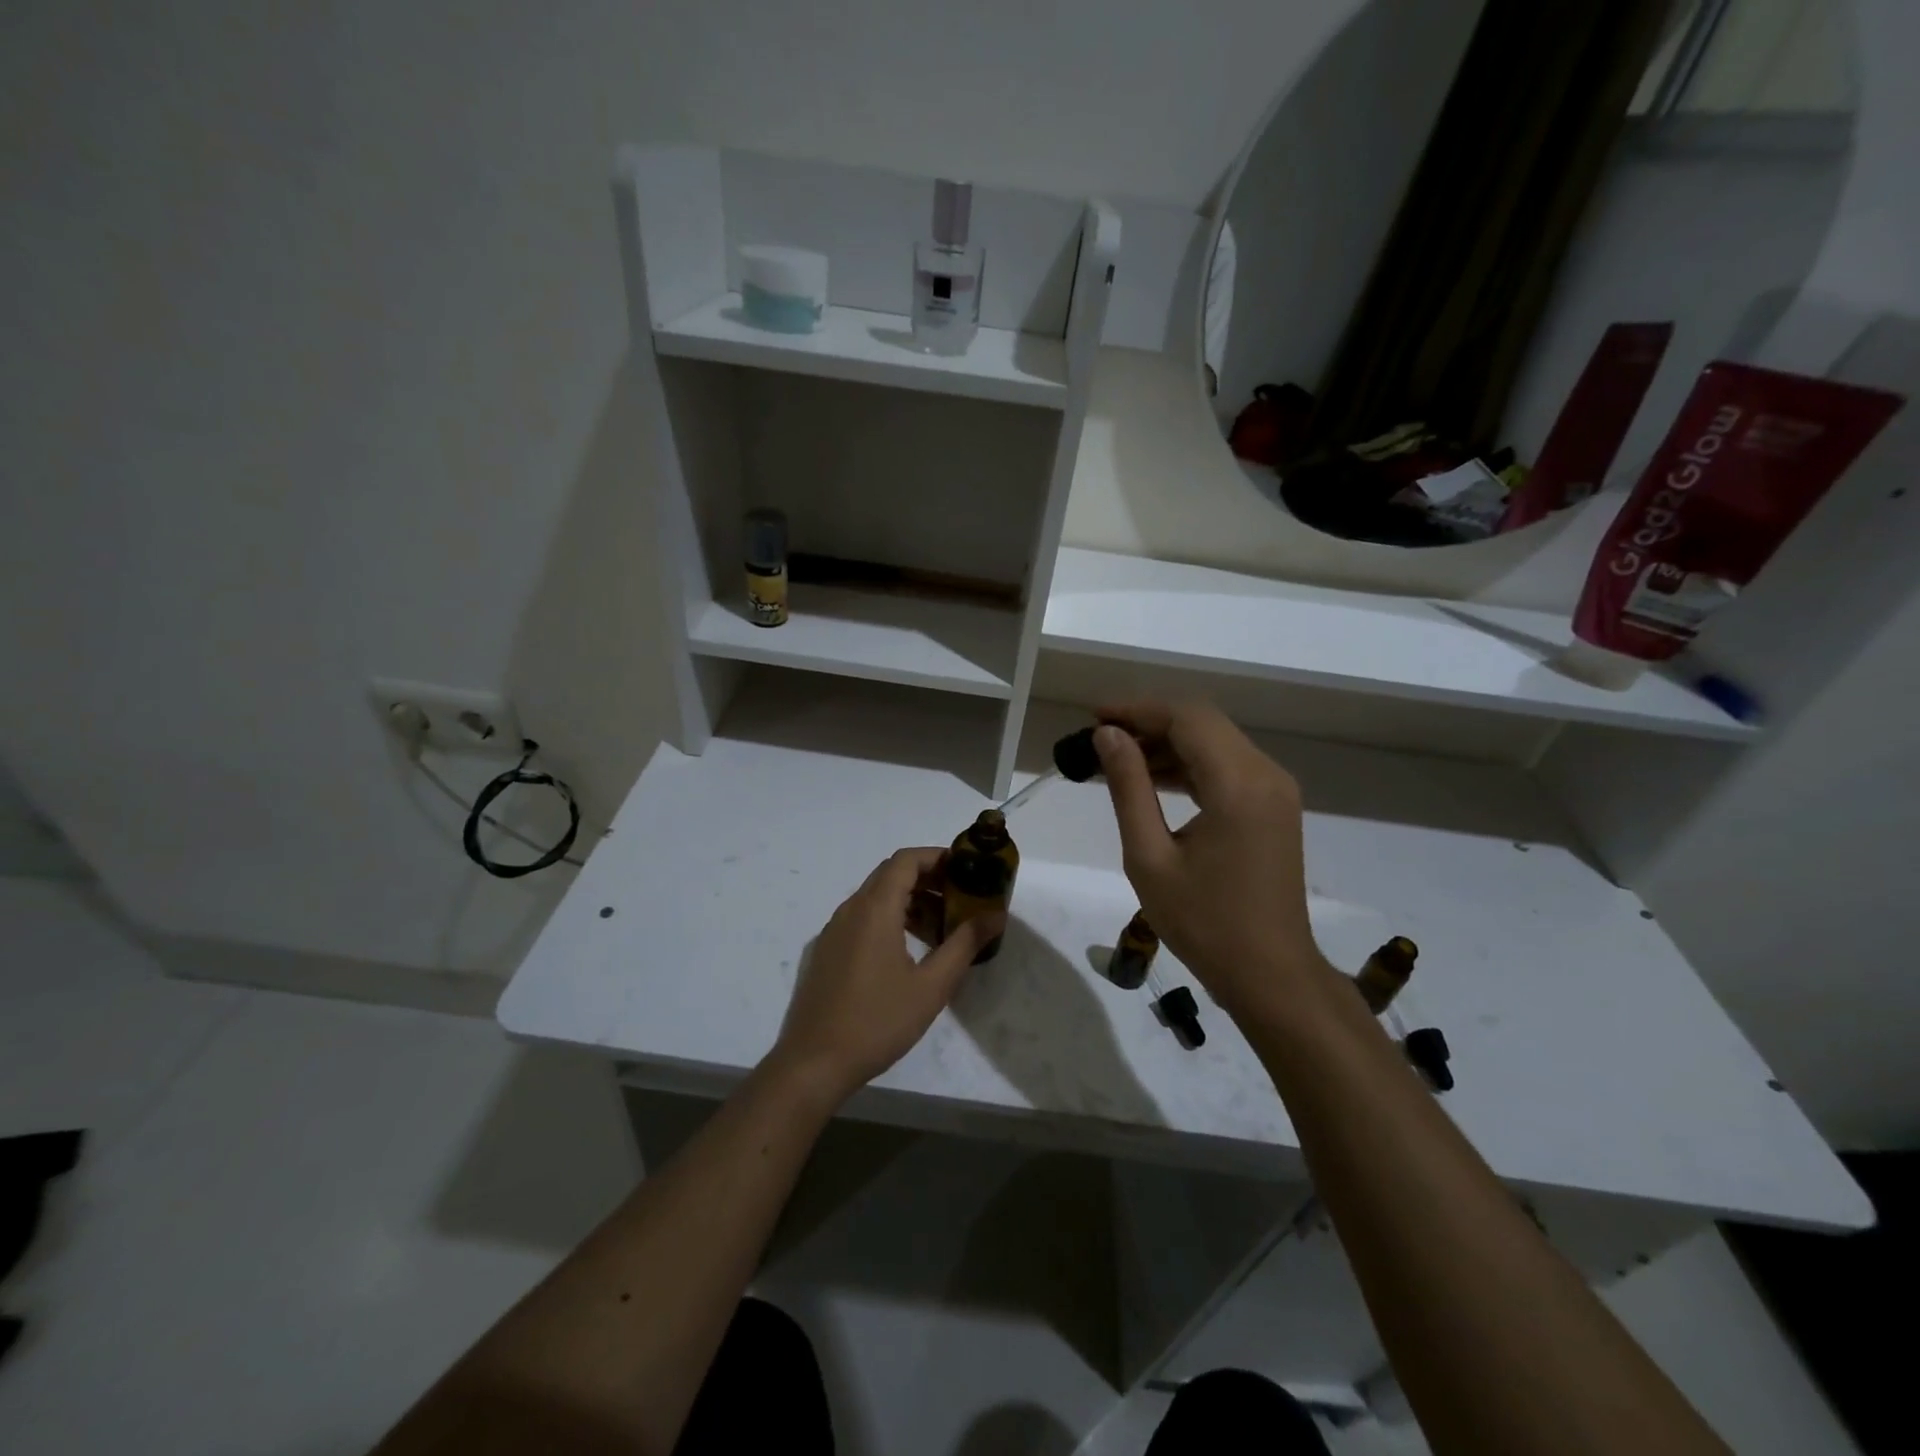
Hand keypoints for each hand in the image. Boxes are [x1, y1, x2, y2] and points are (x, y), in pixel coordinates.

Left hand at [771, 847, 1003, 1104]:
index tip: (966, 869)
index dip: (937, 857)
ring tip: (941, 927)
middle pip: (891, 874)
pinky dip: (889, 918)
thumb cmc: (877, 1022)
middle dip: (928, 878)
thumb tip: (996, 916)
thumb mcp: (931, 986)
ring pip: (875, 898)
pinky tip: (907, 952)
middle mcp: (850, 910)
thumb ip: (964, 944)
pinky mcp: (826, 952)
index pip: (906, 860)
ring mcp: (833, 931)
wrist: (813, 1063)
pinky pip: (861, 919)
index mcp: (874, 909)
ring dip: (909, 901)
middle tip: (960, 897)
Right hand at [1093, 701, 1326, 1015]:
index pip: (1186, 718)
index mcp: (1238, 784)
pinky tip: (1153, 779)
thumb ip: (1129, 788)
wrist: (1270, 973)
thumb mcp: (1149, 856)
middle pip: (1202, 722)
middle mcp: (1266, 774)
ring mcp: (1276, 789)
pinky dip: (1189, 765)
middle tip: (1100, 737)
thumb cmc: (1203, 922)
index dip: (1137, 709)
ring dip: (1167, 743)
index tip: (1094, 717)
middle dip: (1149, 722)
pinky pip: (1228, 766)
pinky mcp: (1274, 806)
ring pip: (1215, 742)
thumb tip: (1108, 736)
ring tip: (1117, 759)